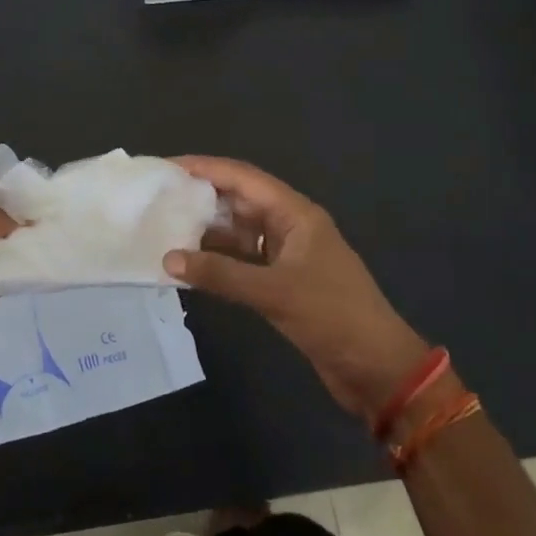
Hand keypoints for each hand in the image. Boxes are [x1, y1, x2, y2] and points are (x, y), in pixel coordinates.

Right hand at [165, 156, 429, 424]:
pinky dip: (217, 260)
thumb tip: (169, 259)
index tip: (167, 167)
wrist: (376, 369)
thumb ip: (220, 274)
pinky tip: (189, 264)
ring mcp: (286, 255)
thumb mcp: (274, 292)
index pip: (243, 178)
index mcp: (295, 214)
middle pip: (239, 200)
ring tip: (164, 227)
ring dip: (206, 230)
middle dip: (200, 196)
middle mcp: (289, 226)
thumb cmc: (332, 316)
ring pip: (238, 231)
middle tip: (158, 196)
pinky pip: (242, 260)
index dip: (204, 168)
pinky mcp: (282, 282)